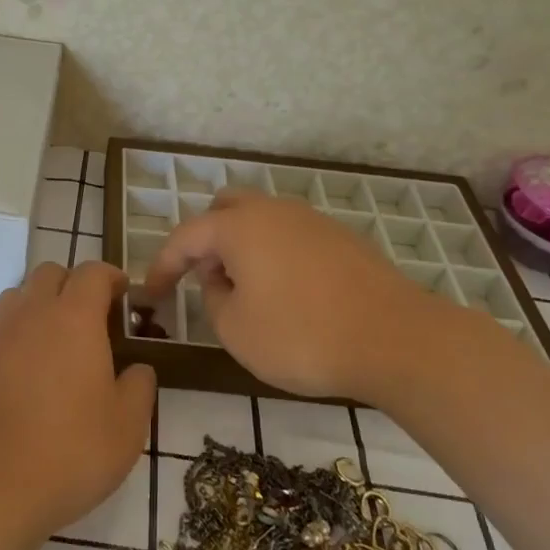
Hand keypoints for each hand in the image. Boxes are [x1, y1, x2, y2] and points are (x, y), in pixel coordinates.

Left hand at [0, 261, 154, 547]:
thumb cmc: (67, 454)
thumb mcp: (126, 428)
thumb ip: (139, 388)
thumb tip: (136, 369)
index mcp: (72, 319)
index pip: (92, 273)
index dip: (111, 277)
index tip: (122, 294)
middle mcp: (27, 315)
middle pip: (48, 274)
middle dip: (71, 286)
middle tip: (88, 320)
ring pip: (14, 300)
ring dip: (35, 309)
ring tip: (50, 348)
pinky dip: (7, 346)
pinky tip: (14, 387)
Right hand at [144, 189, 468, 400]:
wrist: (397, 339)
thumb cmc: (303, 336)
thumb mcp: (237, 331)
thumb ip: (213, 299)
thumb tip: (220, 280)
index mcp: (239, 226)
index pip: (185, 237)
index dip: (163, 265)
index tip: (151, 293)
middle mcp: (273, 211)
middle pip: (225, 209)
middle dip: (205, 240)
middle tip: (203, 278)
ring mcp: (312, 221)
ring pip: (261, 220)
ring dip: (241, 247)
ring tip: (244, 290)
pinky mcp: (341, 239)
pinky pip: (290, 236)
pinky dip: (273, 255)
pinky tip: (285, 293)